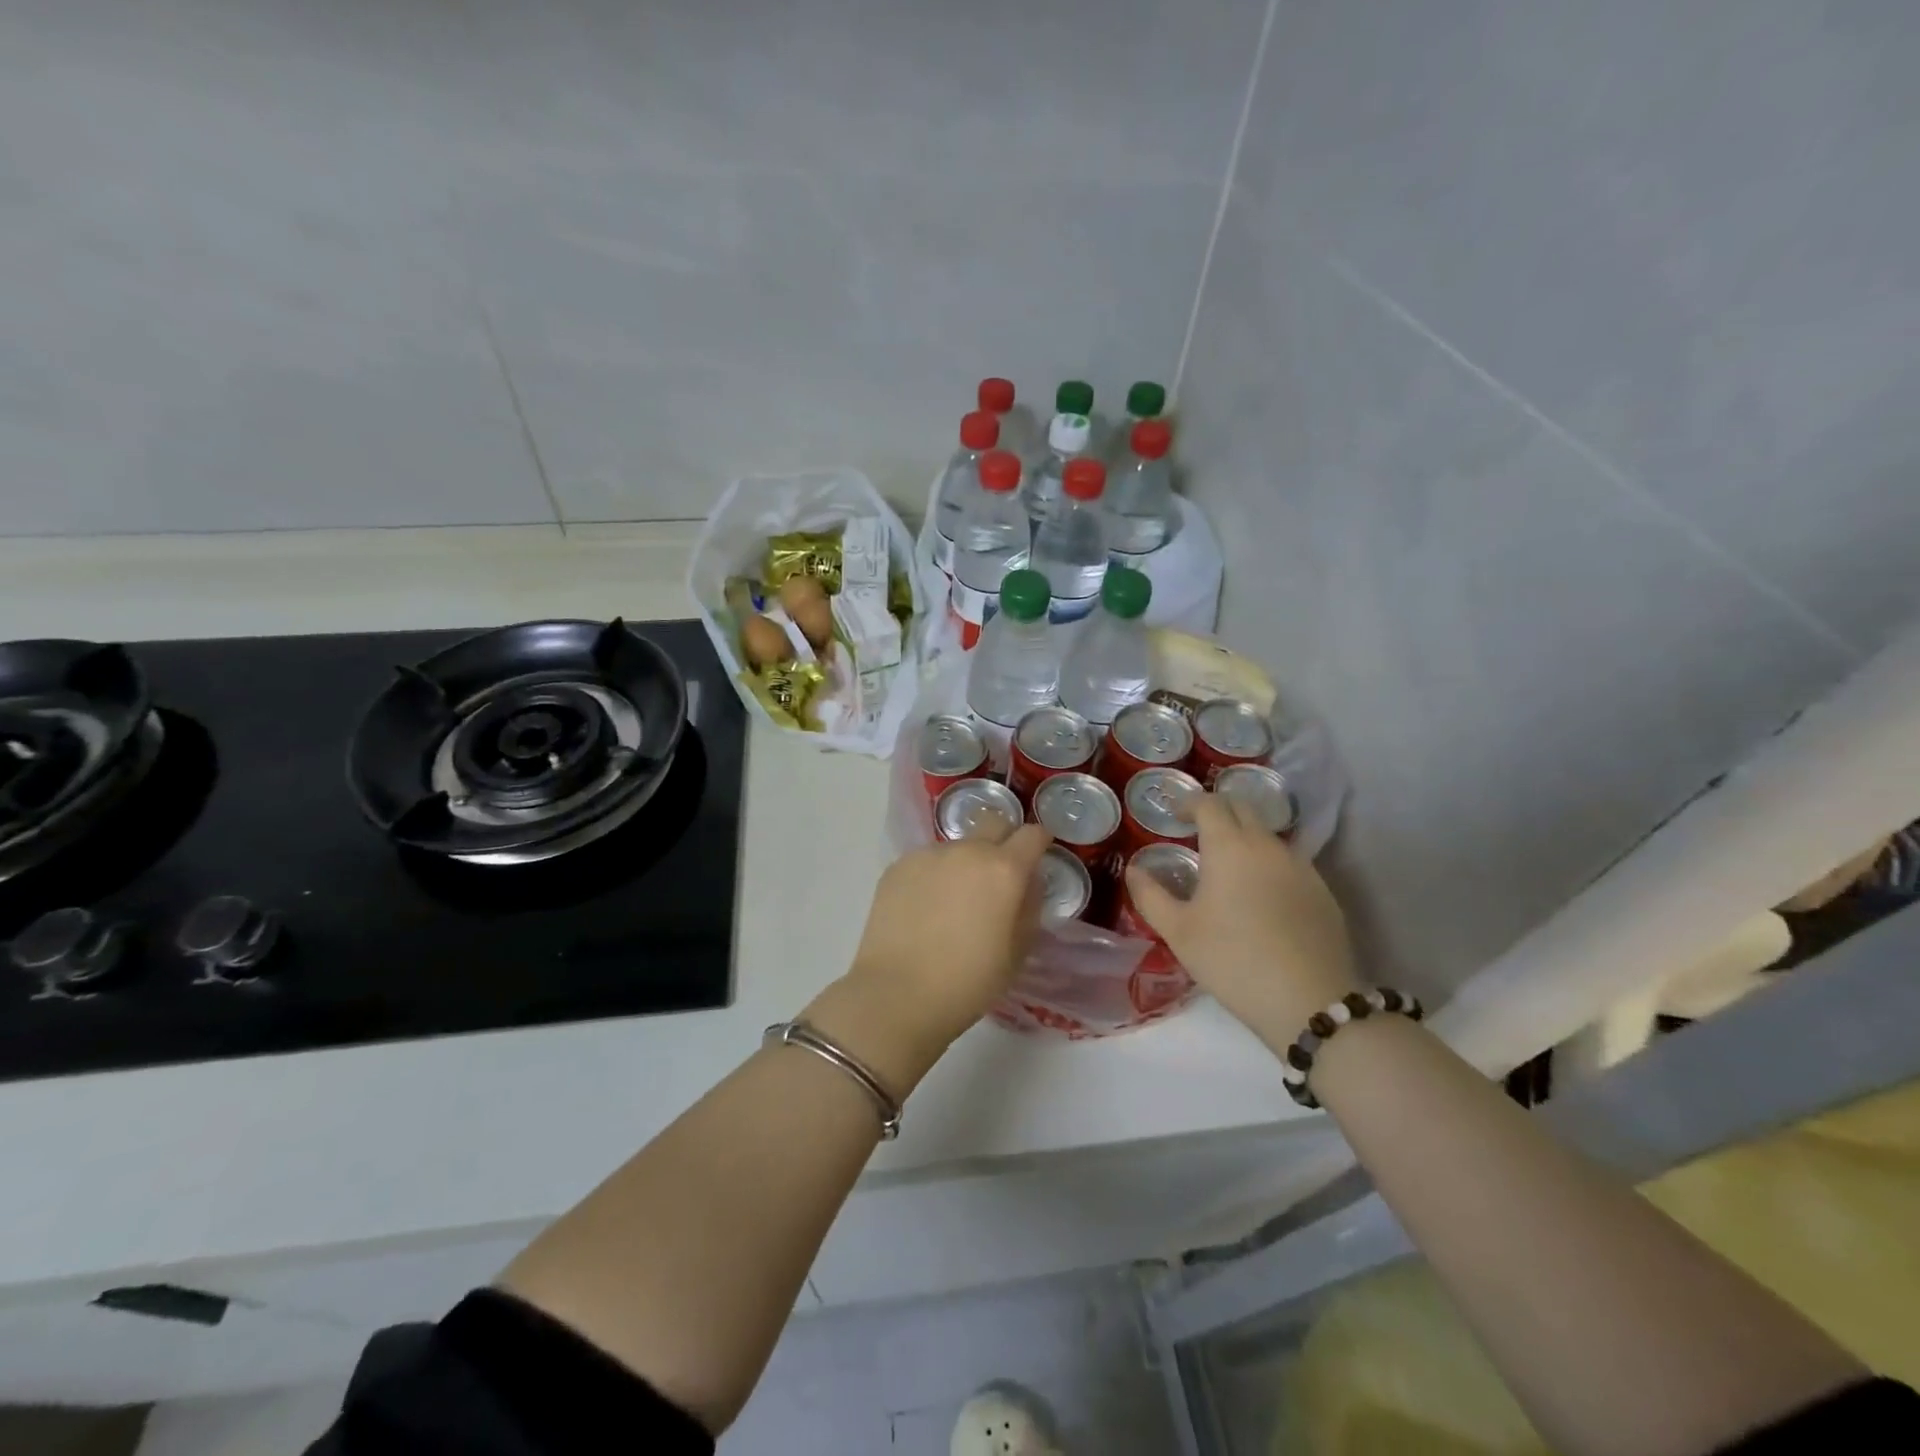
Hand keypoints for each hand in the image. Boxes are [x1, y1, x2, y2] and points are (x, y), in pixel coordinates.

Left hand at [805, 823, 1052, 1094]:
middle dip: (1003, 840)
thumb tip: (1027, 883)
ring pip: (957, 846)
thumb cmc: (968, 982)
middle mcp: (967, 850)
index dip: (1040, 843)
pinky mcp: (897, 867)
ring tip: (954, 902)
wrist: (897, 994)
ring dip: (964, 862)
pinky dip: (934, 876)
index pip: (1032, 834)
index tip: (1038, 858)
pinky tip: (925, 909)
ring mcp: (928, 855)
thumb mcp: (1018, 952)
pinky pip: (927, 862)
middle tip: (998, 876)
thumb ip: (1029, 907)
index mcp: (1004, 870)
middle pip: (994, 823)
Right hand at [1125, 795, 1358, 1047]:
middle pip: (1243, 808)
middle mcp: (1267, 845)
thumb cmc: (1232, 960)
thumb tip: (1135, 870)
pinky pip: (1289, 862)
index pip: (1209, 803)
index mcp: (1229, 846)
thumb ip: (1150, 895)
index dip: (1189, 802)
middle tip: (1198, 831)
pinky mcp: (1323, 891)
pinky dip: (1268, 863)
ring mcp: (1301, 866)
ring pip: (1268, 835)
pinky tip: (1261, 895)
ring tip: (1228, 865)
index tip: (1174, 815)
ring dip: (1245, 837)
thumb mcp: (1178, 932)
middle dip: (1218, 811)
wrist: (1310, 1001)